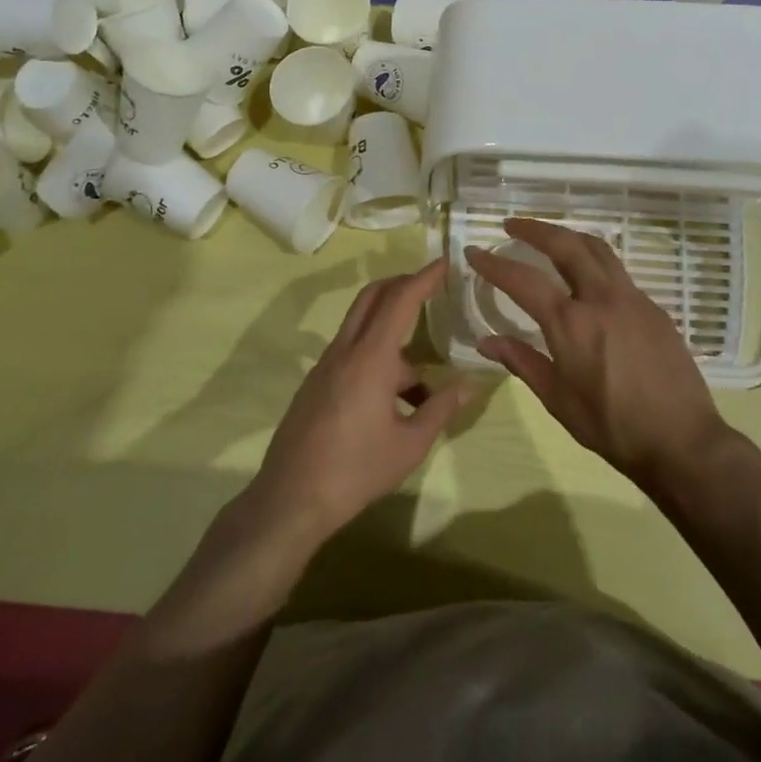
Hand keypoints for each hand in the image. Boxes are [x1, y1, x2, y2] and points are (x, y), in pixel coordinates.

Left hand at [245, 257, 469, 547]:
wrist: (290, 499)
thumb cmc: (356, 470)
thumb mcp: (410, 444)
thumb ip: (441, 408)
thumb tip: (470, 385)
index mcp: (371, 358)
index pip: (400, 300)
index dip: (423, 277)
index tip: (443, 262)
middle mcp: (345, 350)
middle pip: (372, 297)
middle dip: (402, 285)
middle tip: (431, 288)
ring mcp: (325, 365)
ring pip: (363, 329)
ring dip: (394, 338)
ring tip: (423, 385)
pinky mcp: (315, 383)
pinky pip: (351, 353)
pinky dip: (377, 359)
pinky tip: (393, 402)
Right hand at [465, 219, 729, 486]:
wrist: (681, 441)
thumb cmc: (612, 427)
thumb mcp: (558, 400)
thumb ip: (522, 362)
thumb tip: (486, 341)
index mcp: (571, 323)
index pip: (524, 280)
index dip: (494, 264)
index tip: (474, 251)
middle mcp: (601, 299)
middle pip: (566, 245)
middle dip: (536, 229)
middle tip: (513, 225)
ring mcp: (632, 299)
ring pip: (598, 249)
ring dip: (569, 236)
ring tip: (550, 237)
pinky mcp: (654, 308)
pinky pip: (618, 273)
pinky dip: (595, 262)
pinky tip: (588, 280)